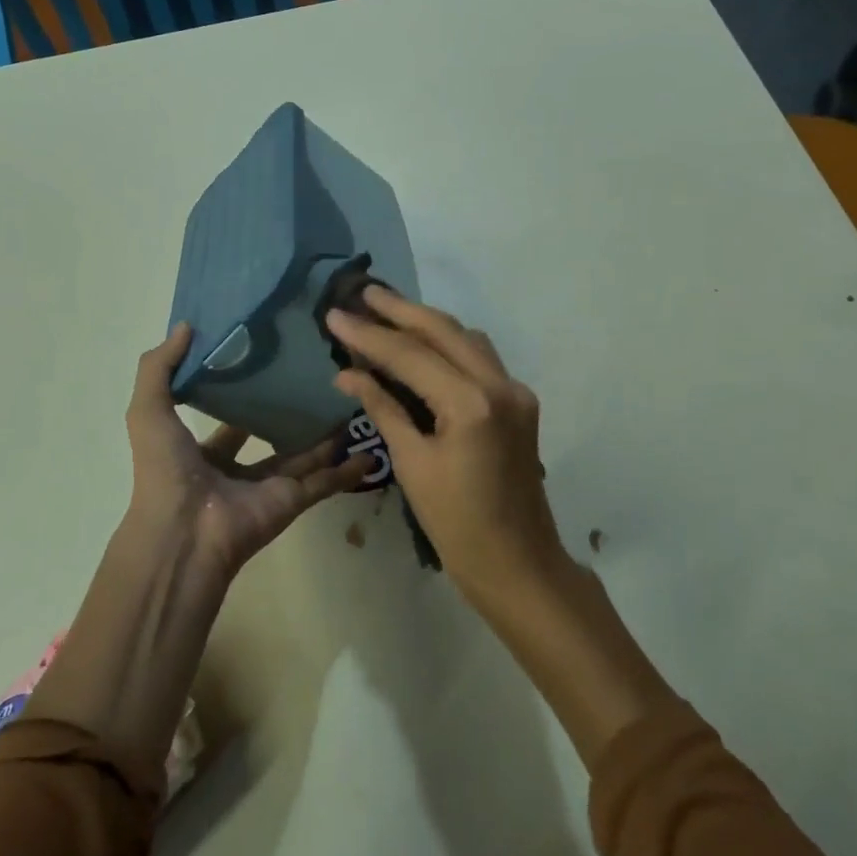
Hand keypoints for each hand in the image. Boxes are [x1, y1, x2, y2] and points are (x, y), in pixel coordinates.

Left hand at [127, 322, 371, 580]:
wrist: (185, 534)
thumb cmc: (166, 470)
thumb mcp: (148, 411)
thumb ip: (159, 368)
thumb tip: (186, 326)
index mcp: (203, 452)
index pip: (227, 420)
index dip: (243, 394)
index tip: (268, 362)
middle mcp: (238, 469)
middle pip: (271, 435)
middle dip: (289, 413)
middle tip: (317, 378)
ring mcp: (269, 486)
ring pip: (305, 456)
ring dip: (326, 436)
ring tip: (350, 402)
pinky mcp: (293, 500)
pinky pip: (327, 482)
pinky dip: (348, 470)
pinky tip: (372, 450)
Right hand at [327, 290, 563, 597]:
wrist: (518, 563)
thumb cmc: (457, 525)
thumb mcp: (413, 464)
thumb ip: (384, 408)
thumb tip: (347, 372)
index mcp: (472, 404)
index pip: (411, 355)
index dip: (369, 334)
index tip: (336, 314)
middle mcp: (500, 385)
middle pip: (444, 331)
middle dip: (401, 310)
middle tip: (364, 292)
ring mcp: (515, 391)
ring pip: (466, 338)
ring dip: (426, 322)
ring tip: (387, 312)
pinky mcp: (519, 401)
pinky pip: (479, 358)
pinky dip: (448, 345)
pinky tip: (422, 344)